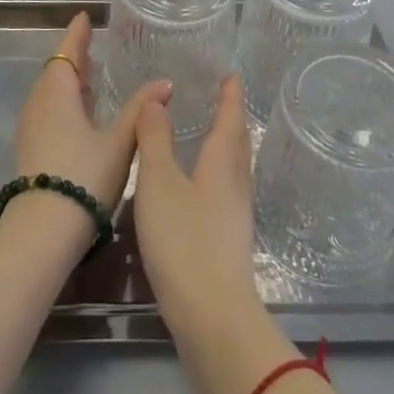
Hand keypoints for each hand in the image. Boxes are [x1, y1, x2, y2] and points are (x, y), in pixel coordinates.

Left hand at [14, 12, 167, 216]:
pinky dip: (64, 102)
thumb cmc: (83, 176)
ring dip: (69, 81)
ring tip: (90, 76)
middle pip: (56, 70)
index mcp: (57, 92)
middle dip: (74, 57)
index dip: (77, 34)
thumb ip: (140, 110)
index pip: (67, 51)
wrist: (42, 232)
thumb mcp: (119, 142)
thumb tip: (164, 82)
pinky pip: (48, 111)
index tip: (85, 17)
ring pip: (51, 93)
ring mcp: (31, 127)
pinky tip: (81, 115)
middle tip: (93, 45)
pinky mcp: (31, 149)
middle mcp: (39, 103)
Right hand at [131, 73, 260, 347]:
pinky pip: (225, 190)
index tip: (232, 75)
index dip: (231, 95)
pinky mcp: (228, 241)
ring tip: (211, 134)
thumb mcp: (159, 182)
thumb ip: (155, 138)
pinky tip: (200, 186)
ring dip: (225, 146)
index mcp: (222, 163)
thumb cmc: (184, 241)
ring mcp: (235, 215)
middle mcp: (235, 183)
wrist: (213, 318)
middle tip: (223, 98)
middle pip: (237, 142)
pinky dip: (216, 173)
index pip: (230, 118)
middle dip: (231, 118)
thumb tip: (156, 97)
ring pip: (233, 168)